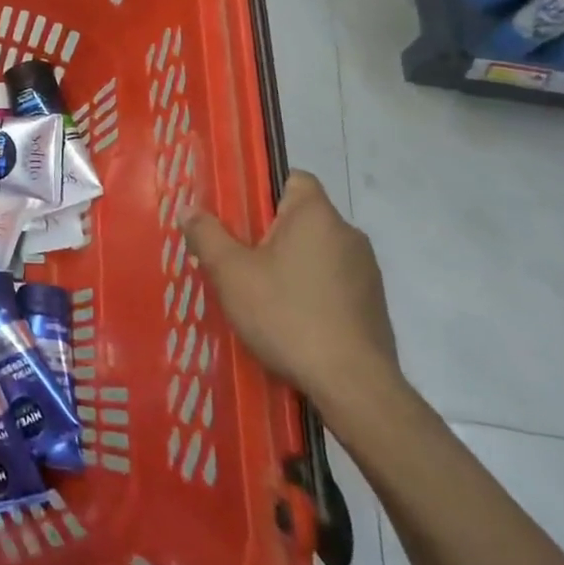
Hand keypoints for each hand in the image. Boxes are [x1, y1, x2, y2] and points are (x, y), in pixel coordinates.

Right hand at [182, 171, 398, 406]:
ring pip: (316, 253)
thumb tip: (189, 209)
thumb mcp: (231, 273)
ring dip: (290, 265)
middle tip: (236, 258)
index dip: (262, 189)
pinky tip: (289, 321)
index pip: (293, 178)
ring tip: (259, 294)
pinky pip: (332, 283)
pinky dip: (310, 292)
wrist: (354, 387)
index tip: (237, 215)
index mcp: (316, 214)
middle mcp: (348, 234)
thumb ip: (206, 235)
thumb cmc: (287, 315)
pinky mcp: (374, 306)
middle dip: (268, 233)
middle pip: (300, 218)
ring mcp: (366, 272)